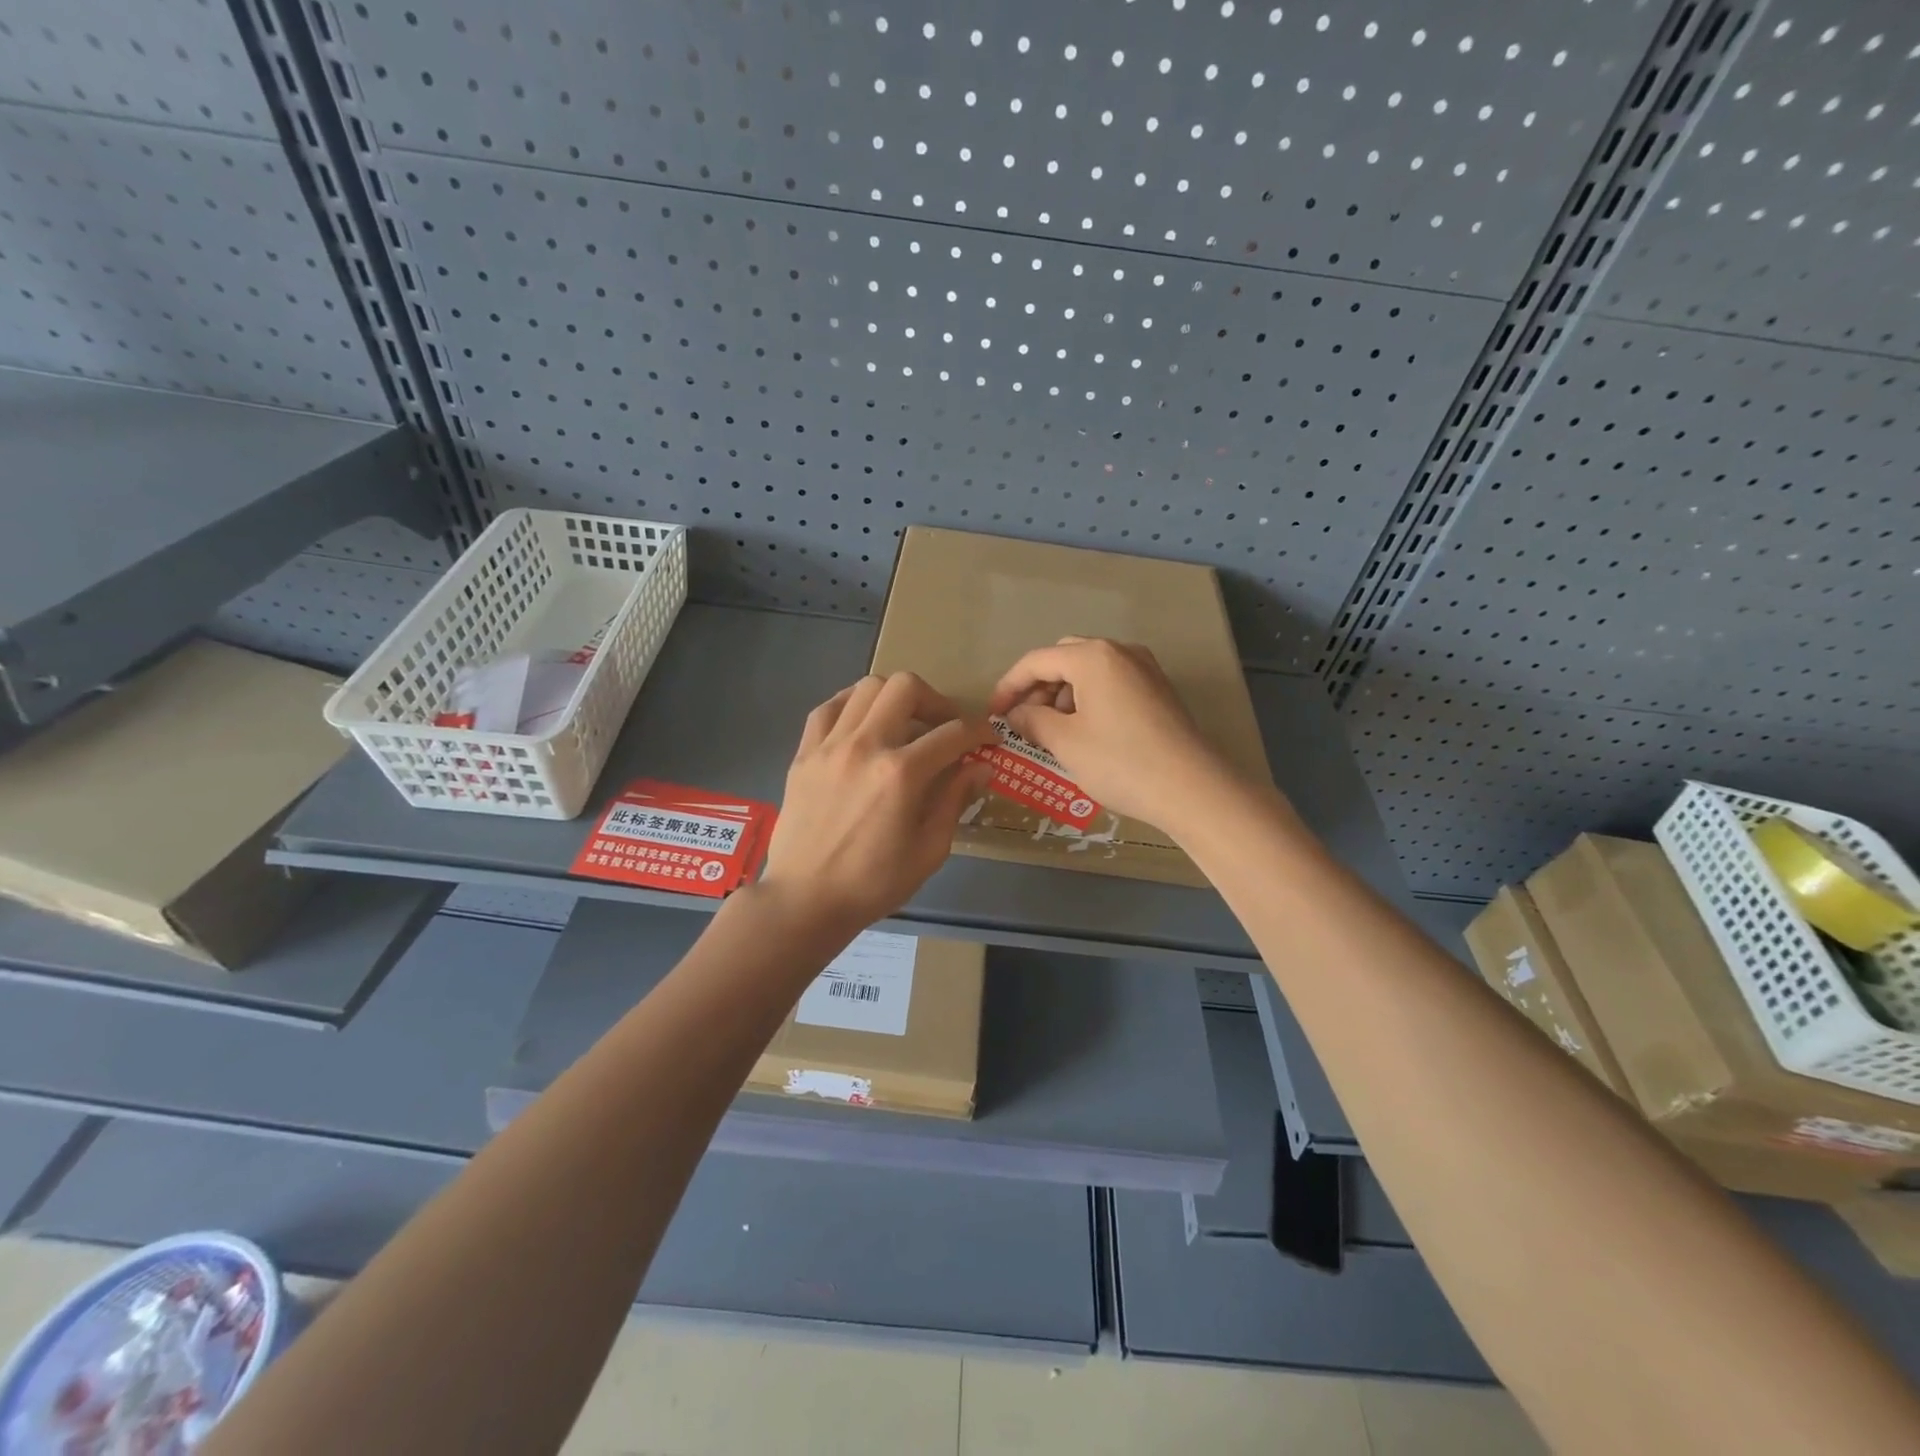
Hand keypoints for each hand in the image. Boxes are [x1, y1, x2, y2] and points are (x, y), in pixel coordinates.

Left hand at [762, 672, 993, 930]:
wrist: (805, 899)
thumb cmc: (873, 884)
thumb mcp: (929, 850)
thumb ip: (955, 800)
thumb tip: (981, 767)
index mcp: (901, 774)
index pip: (953, 733)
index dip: (980, 730)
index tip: (988, 738)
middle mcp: (866, 746)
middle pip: (906, 687)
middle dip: (936, 701)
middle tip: (943, 727)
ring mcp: (830, 745)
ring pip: (867, 687)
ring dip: (895, 698)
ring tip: (904, 723)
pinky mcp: (804, 753)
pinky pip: (828, 708)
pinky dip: (852, 705)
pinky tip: (863, 723)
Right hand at [987, 637, 1232, 829]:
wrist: (1192, 788)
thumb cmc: (1121, 762)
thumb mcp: (1066, 743)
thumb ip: (1033, 720)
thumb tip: (1016, 713)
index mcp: (1093, 657)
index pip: (1037, 661)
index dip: (1009, 686)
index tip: (994, 714)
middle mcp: (1120, 652)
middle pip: (1065, 658)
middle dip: (1038, 686)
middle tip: (1024, 720)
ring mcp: (1145, 669)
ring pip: (1090, 670)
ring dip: (1064, 693)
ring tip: (1054, 731)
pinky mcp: (1159, 690)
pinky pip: (1112, 683)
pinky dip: (1090, 699)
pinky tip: (1086, 732)